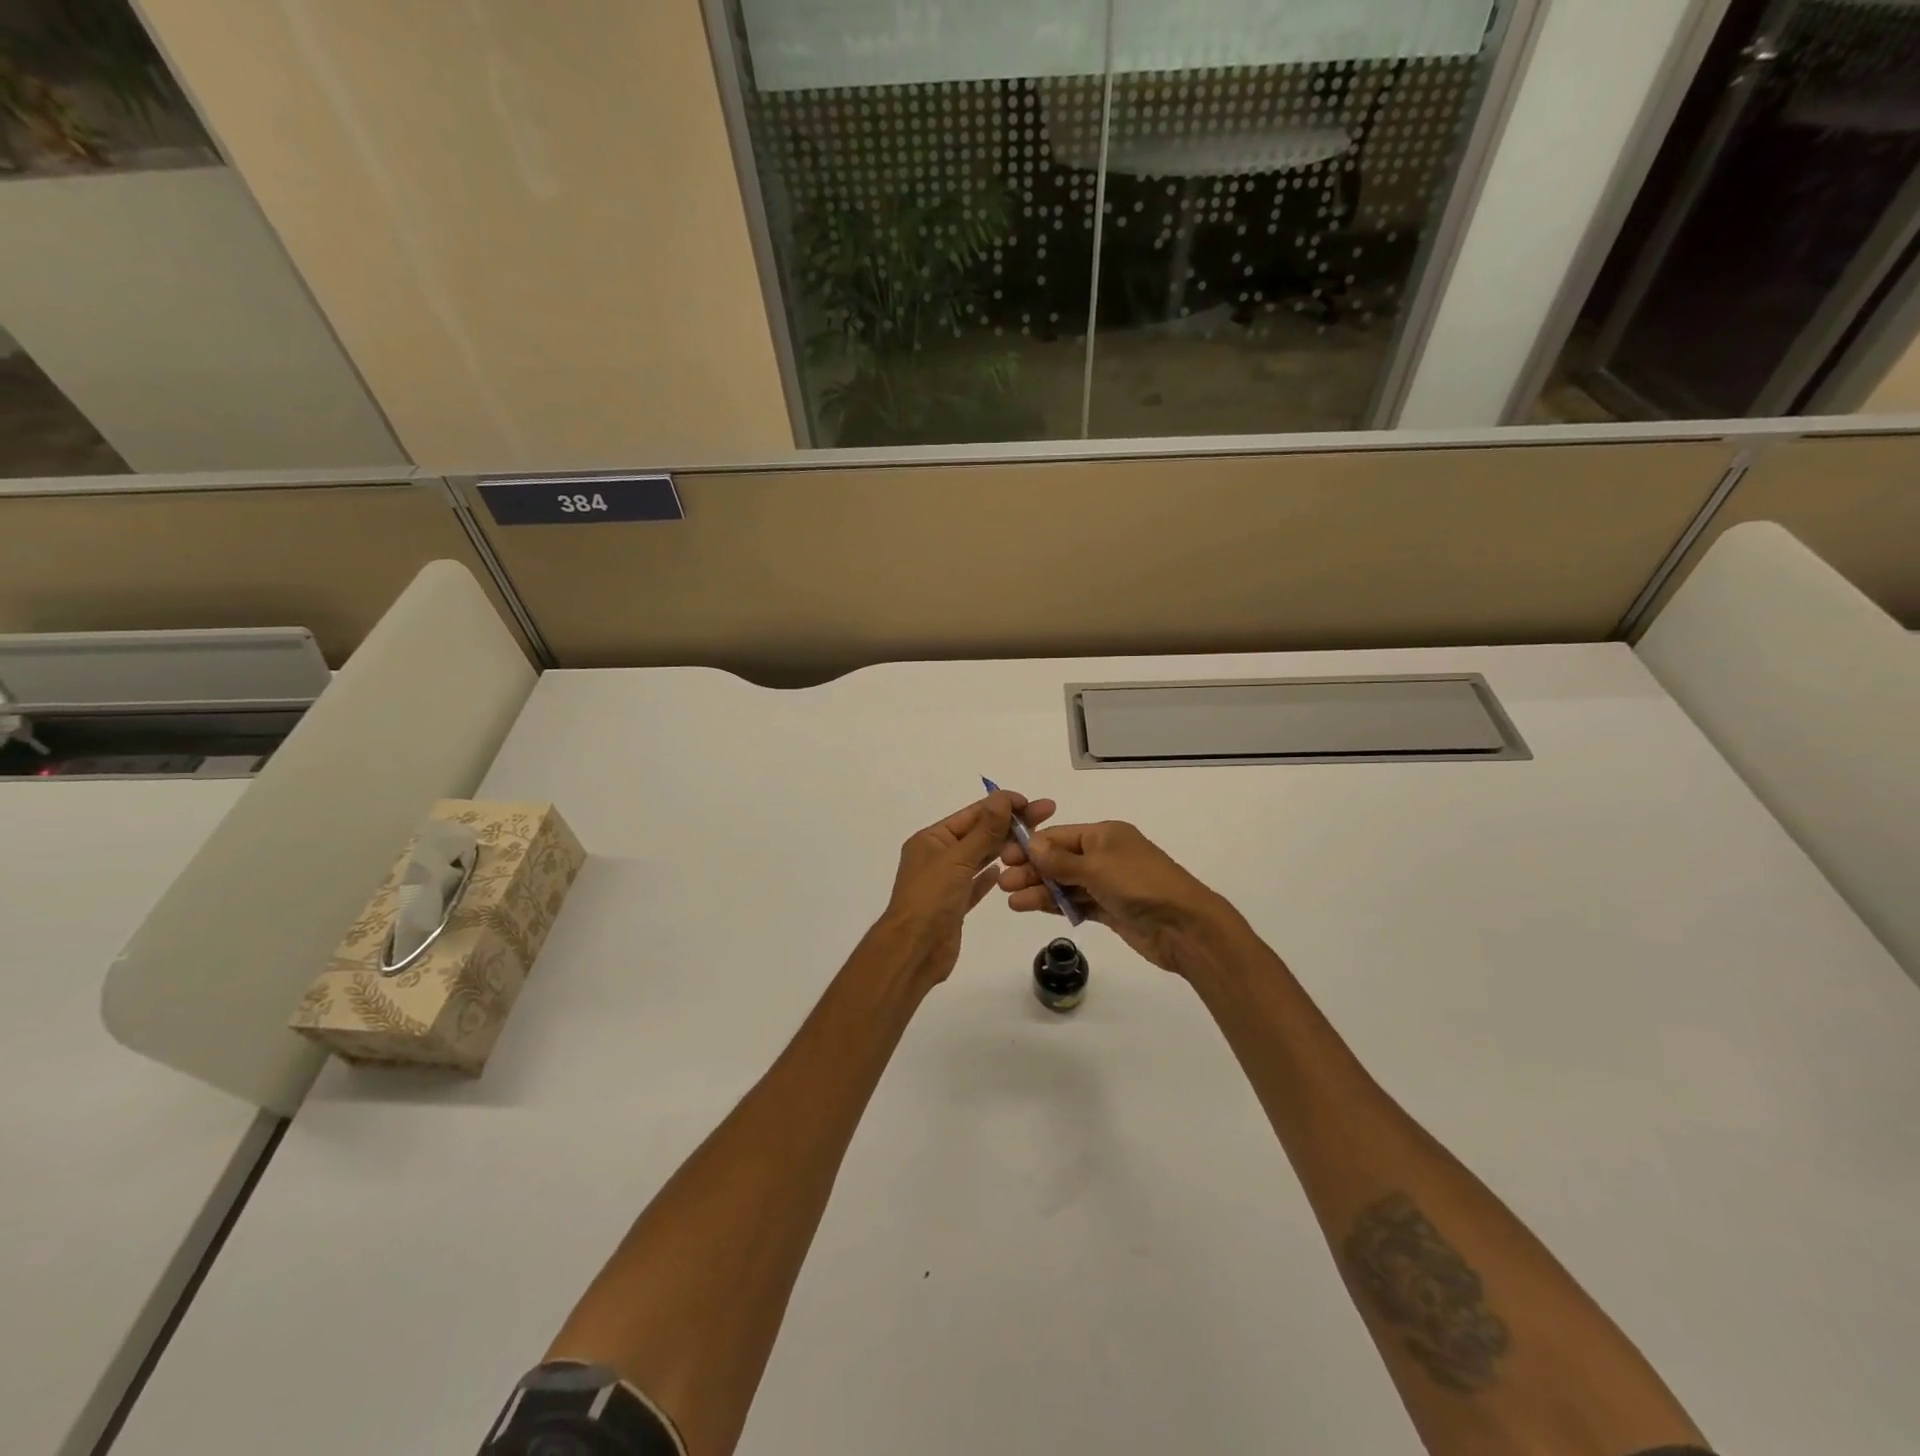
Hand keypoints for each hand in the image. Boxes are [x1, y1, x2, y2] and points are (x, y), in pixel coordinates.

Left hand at [880, 790, 1055, 985]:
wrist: (915, 951)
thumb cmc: (931, 898)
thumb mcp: (958, 859)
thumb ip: (984, 830)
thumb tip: (1002, 798)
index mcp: (931, 839)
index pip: (972, 814)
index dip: (1001, 805)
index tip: (1031, 801)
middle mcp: (937, 856)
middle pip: (978, 834)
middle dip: (1010, 825)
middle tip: (1047, 815)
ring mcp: (946, 881)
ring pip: (979, 858)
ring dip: (1004, 848)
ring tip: (1036, 841)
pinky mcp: (955, 905)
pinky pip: (976, 884)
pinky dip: (990, 876)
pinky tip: (1008, 869)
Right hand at [998, 818, 1233, 977]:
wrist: (1184, 926)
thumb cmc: (1140, 885)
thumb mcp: (1097, 867)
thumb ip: (1061, 860)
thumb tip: (1032, 845)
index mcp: (1105, 834)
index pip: (1059, 837)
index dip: (1031, 847)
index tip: (1004, 859)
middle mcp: (1105, 855)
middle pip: (1059, 860)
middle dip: (1031, 870)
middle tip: (1003, 883)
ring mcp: (1108, 884)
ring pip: (1065, 883)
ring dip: (1039, 890)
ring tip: (1011, 901)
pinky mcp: (1110, 909)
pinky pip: (1076, 902)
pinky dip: (1056, 905)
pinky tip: (1032, 908)